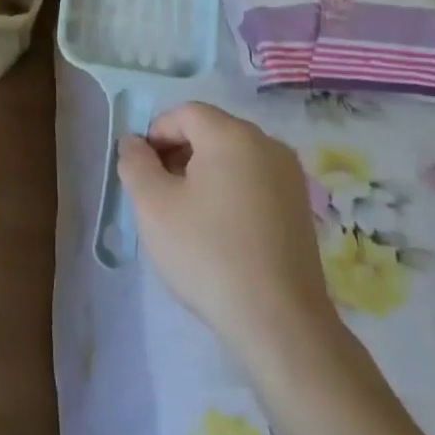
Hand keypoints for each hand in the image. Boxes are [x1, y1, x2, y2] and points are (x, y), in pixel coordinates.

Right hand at [117, 101, 342, 375]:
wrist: (279, 321)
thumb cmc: (207, 253)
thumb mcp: (153, 205)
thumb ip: (135, 163)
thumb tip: (134, 142)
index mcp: (233, 136)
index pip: (185, 113)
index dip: (156, 134)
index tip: (141, 171)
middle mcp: (268, 145)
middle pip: (211, 131)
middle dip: (178, 153)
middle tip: (158, 193)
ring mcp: (290, 177)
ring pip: (233, 157)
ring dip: (202, 173)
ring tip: (185, 214)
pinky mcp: (300, 207)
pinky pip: (254, 181)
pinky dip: (229, 191)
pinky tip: (218, 229)